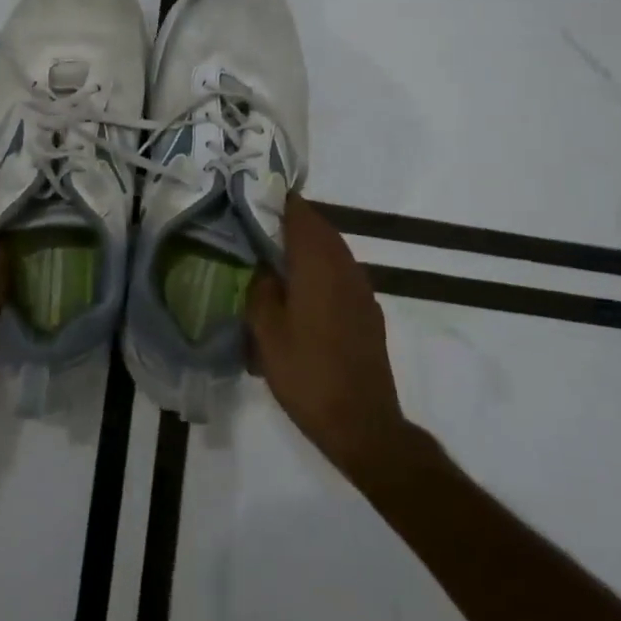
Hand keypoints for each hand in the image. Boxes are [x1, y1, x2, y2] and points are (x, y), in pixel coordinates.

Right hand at [247, 194, 407, 476]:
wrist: (363, 424)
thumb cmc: (307, 374)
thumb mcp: (267, 332)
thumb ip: (260, 289)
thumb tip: (262, 267)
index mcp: (318, 264)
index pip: (300, 213)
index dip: (277, 200)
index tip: (252, 196)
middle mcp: (345, 267)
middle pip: (319, 228)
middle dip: (289, 221)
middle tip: (255, 224)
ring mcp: (361, 289)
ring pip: (332, 250)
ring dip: (306, 245)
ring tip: (273, 255)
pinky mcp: (368, 311)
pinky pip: (341, 273)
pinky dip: (319, 268)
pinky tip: (299, 290)